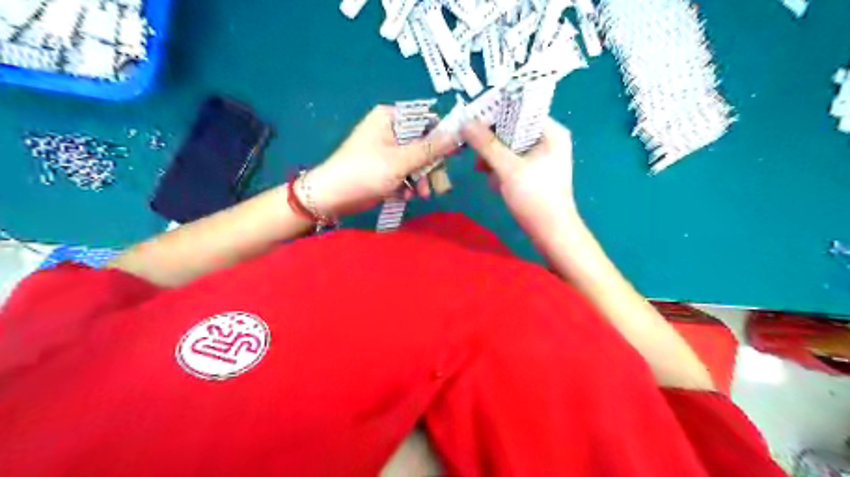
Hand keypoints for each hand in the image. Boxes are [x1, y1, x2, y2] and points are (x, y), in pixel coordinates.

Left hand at [299, 107, 454, 217]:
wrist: (331, 198)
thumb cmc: (364, 172)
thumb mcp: (400, 161)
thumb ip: (431, 149)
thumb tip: (458, 134)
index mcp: (390, 118)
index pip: (426, 120)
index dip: (442, 137)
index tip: (454, 156)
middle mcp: (389, 130)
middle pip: (423, 144)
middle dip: (431, 167)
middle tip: (439, 186)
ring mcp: (387, 150)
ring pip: (416, 162)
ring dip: (421, 179)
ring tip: (421, 195)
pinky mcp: (384, 168)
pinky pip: (405, 172)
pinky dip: (408, 184)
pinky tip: (406, 196)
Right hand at [464, 119, 577, 236]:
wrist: (552, 233)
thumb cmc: (535, 197)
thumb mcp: (508, 168)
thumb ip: (486, 144)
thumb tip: (465, 122)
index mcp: (551, 132)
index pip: (520, 110)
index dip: (495, 112)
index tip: (471, 120)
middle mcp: (548, 140)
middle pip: (513, 129)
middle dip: (492, 141)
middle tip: (473, 148)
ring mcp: (541, 158)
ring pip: (510, 147)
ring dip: (494, 158)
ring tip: (482, 170)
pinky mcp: (534, 174)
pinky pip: (513, 162)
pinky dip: (501, 169)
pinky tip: (493, 181)